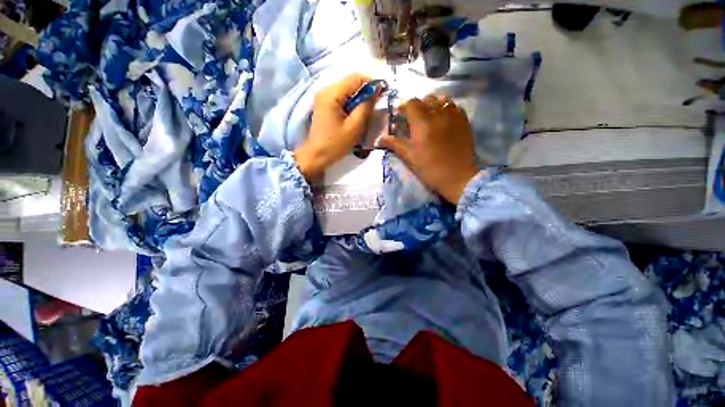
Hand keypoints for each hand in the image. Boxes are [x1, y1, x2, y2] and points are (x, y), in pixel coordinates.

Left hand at [294, 73, 379, 181]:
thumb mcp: (354, 127)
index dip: (371, 83)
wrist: (316, 155)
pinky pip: (341, 97)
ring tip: (367, 111)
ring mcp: (323, 96)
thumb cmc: (335, 143)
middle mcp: (325, 89)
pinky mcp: (324, 104)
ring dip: (359, 97)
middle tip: (375, 105)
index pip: (355, 77)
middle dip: (365, 91)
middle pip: (350, 81)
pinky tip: (355, 114)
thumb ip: (366, 107)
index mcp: (332, 93)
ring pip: (347, 89)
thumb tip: (376, 92)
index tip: (382, 94)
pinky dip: (351, 102)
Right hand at [378, 95, 478, 203]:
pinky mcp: (464, 121)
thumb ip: (395, 144)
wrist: (457, 177)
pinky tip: (444, 119)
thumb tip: (381, 138)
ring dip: (433, 105)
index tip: (401, 117)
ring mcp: (454, 116)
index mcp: (422, 123)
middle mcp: (439, 114)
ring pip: (442, 100)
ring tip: (430, 117)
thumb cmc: (430, 169)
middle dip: (418, 106)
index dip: (404, 108)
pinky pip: (454, 107)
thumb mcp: (410, 158)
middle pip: (427, 99)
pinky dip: (446, 109)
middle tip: (415, 119)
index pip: (412, 103)